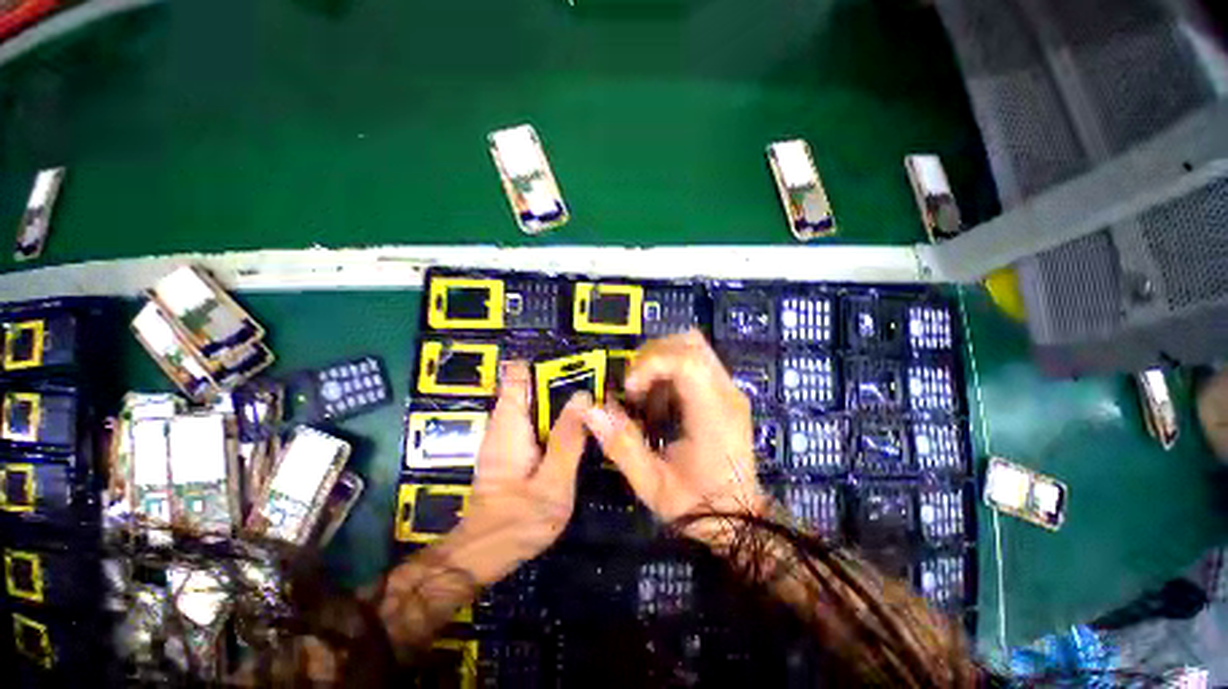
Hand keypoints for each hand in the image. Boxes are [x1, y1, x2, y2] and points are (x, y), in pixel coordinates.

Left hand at [442, 361, 590, 585]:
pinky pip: (531, 418)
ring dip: (556, 394)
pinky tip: (572, 420)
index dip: (543, 361)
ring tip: (590, 392)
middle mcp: (502, 422)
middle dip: (557, 377)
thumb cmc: (518, 520)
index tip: (573, 357)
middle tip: (594, 374)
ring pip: (530, 401)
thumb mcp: (553, 481)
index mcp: (510, 423)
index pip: (517, 374)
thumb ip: (568, 438)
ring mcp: (503, 435)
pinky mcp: (508, 448)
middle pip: (527, 384)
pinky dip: (550, 413)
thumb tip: (584, 396)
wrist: (483, 555)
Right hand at [581, 330, 768, 546]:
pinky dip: (669, 371)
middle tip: (634, 388)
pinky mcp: (724, 392)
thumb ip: (621, 444)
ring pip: (693, 347)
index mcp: (714, 413)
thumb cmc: (697, 506)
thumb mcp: (651, 483)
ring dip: (660, 362)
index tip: (630, 389)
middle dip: (652, 356)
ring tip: (645, 396)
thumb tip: (590, 409)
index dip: (650, 363)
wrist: (738, 520)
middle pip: (690, 343)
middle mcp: (727, 393)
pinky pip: (695, 362)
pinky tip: (660, 402)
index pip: (687, 360)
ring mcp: (729, 390)